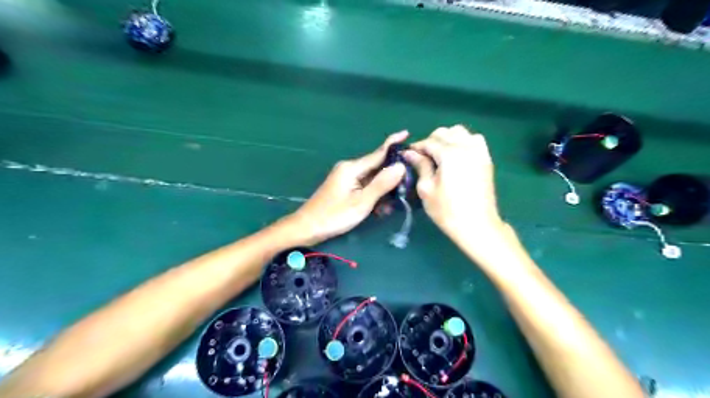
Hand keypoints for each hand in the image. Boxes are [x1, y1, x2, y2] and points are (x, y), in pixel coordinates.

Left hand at [288, 131, 406, 244]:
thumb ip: (381, 184)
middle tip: (406, 189)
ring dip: (383, 190)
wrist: (307, 227)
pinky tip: (378, 209)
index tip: (408, 133)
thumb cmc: (334, 216)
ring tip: (389, 208)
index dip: (394, 144)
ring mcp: (346, 178)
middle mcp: (349, 168)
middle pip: (377, 166)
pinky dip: (373, 195)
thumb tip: (400, 166)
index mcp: (352, 168)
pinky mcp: (344, 187)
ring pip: (372, 179)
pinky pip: (364, 186)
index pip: (378, 152)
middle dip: (392, 176)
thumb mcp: (362, 202)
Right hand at [402, 126, 507, 239]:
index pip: (429, 142)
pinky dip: (464, 141)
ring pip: (460, 132)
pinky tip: (457, 155)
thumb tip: (410, 152)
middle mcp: (466, 146)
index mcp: (450, 154)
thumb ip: (420, 165)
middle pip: (445, 132)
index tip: (407, 155)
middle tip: (423, 157)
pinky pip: (475, 140)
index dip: (416, 147)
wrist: (477, 225)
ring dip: (448, 138)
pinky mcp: (486, 159)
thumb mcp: (426, 189)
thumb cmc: (447, 210)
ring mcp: (479, 151)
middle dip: (431, 141)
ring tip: (440, 155)